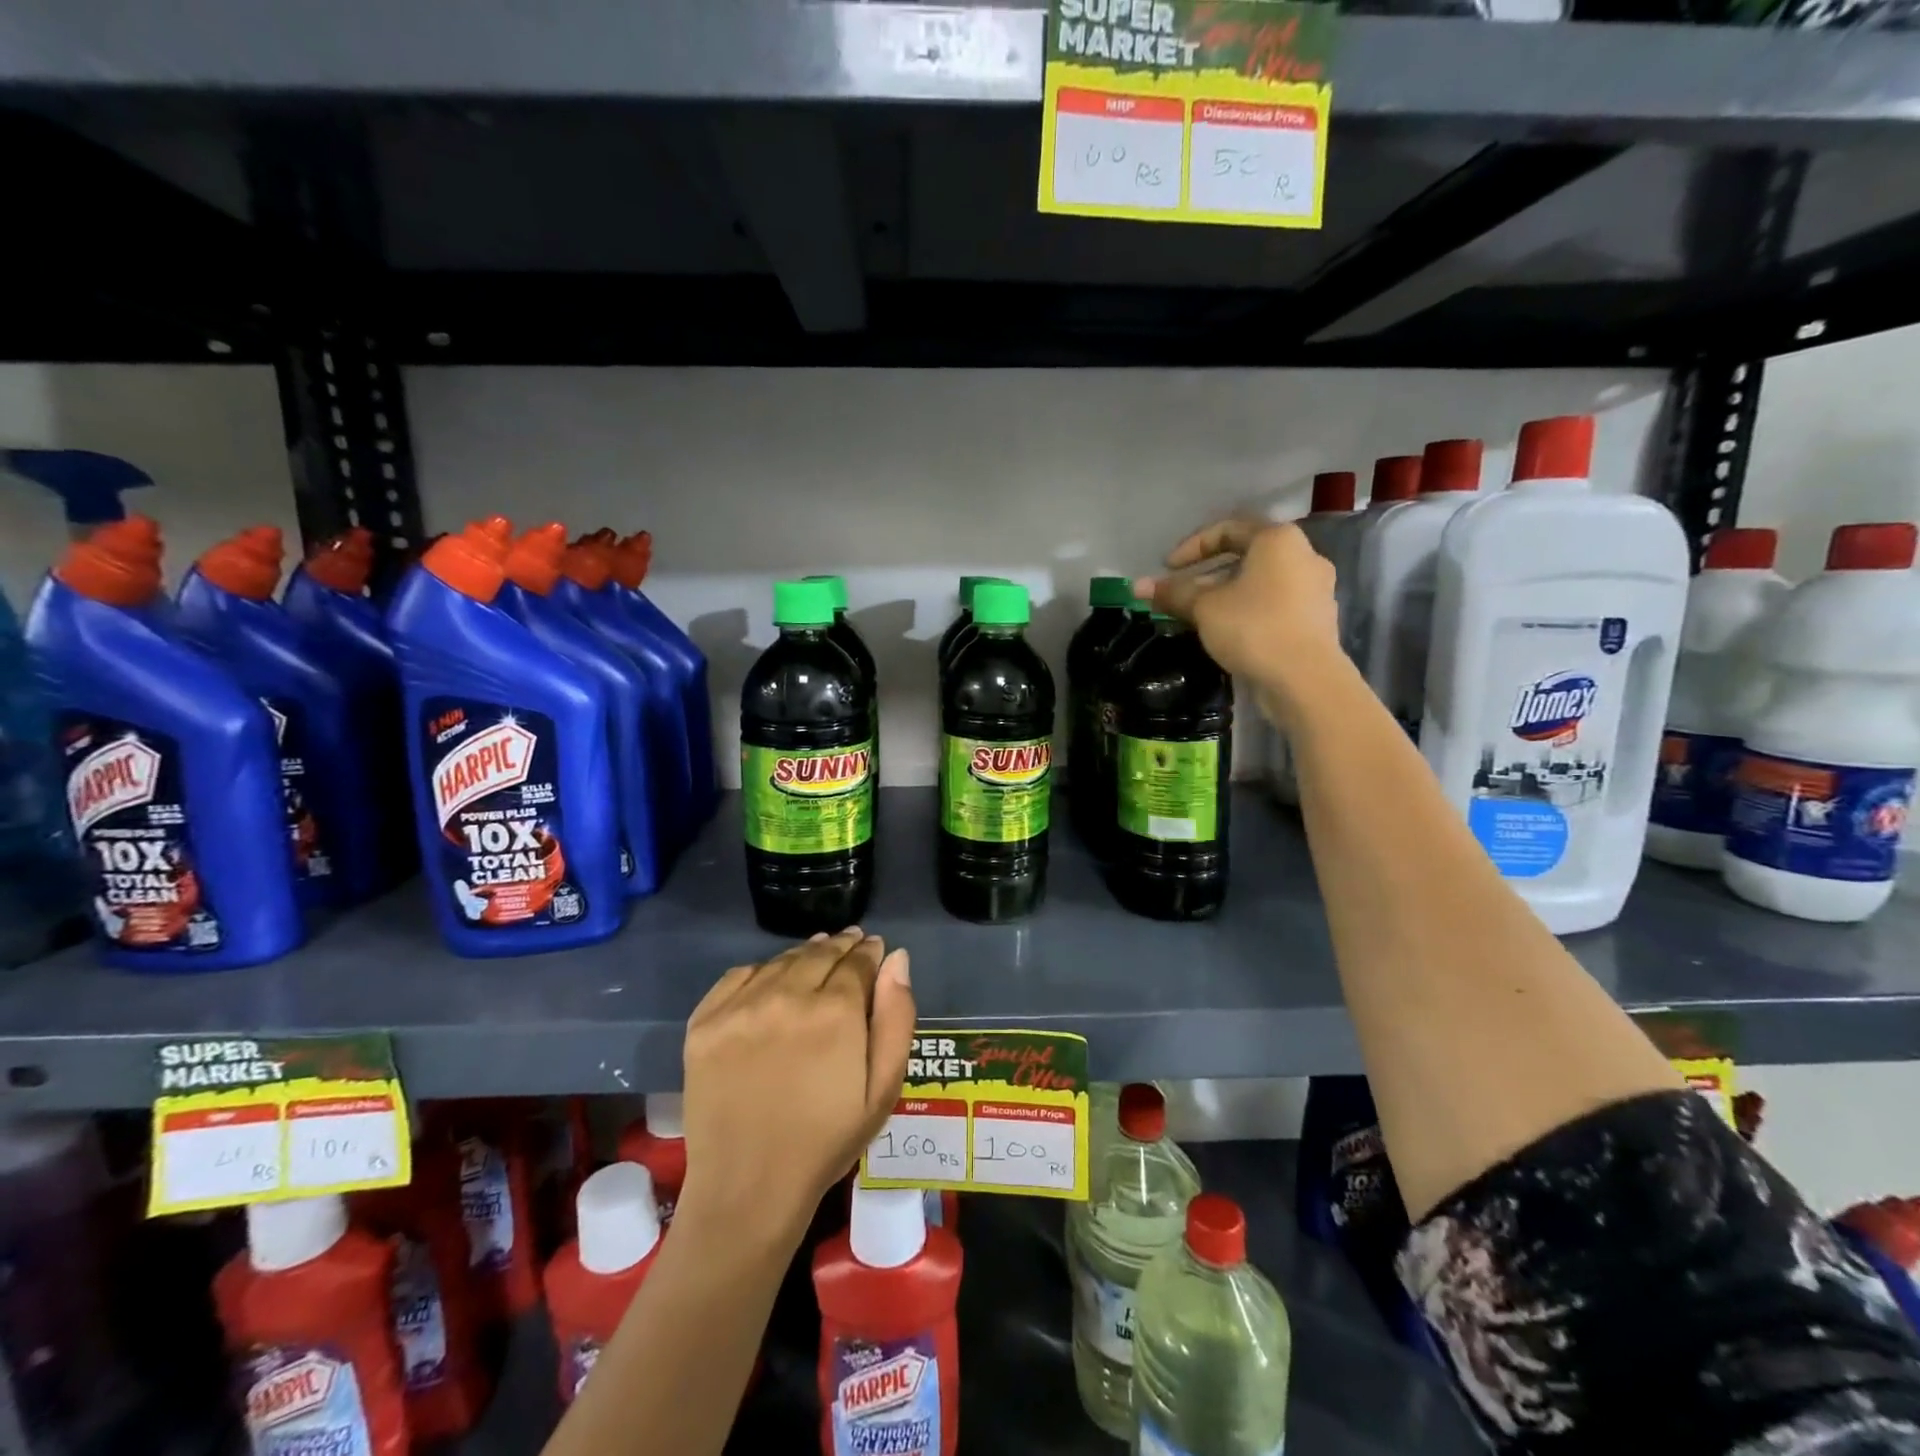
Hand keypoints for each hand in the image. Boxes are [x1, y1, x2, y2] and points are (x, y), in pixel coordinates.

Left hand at [679, 928, 914, 1246]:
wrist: (748, 1188)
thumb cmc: (826, 1142)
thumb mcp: (882, 1089)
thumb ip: (896, 1017)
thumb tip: (896, 959)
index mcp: (835, 1012)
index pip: (857, 960)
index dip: (870, 952)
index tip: (874, 949)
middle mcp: (786, 995)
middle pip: (820, 952)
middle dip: (840, 945)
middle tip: (850, 943)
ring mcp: (740, 1007)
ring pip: (781, 960)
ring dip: (804, 955)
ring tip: (816, 957)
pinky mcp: (704, 1022)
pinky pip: (739, 975)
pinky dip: (762, 971)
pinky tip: (772, 980)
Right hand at [1134, 518, 1341, 724]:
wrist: (1305, 679)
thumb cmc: (1253, 627)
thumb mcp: (1204, 608)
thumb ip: (1173, 593)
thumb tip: (1138, 586)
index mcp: (1278, 539)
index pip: (1227, 529)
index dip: (1190, 547)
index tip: (1167, 569)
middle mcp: (1303, 555)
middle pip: (1245, 556)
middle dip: (1206, 574)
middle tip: (1180, 594)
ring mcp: (1314, 588)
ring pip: (1259, 582)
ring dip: (1225, 593)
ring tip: (1198, 615)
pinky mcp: (1316, 618)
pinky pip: (1273, 603)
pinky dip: (1246, 610)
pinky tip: (1226, 631)